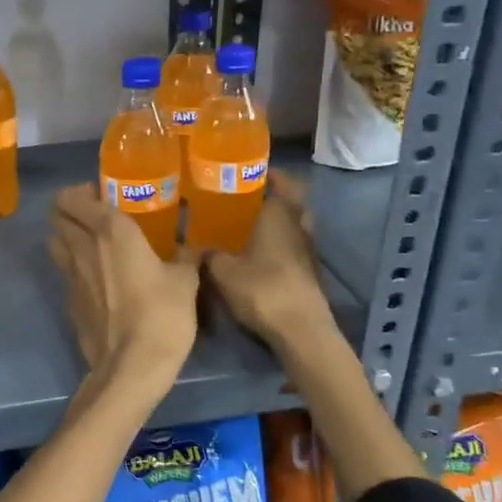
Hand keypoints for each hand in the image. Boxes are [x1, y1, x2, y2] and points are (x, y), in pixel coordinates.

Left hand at [49, 184, 197, 383]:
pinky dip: (74, 268)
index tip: (102, 195)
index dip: (81, 192)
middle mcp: (82, 246)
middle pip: (57, 216)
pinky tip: (97, 279)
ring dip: (67, 236)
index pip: (74, 197)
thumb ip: (186, 256)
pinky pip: (65, 273)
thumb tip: (193, 246)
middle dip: (70, 210)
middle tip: (96, 216)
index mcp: (110, 230)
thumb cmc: (162, 314)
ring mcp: (70, 276)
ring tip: (92, 244)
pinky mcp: (68, 302)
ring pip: (55, 242)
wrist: (130, 366)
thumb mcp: (185, 281)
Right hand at [203, 172, 337, 353]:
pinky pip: (293, 246)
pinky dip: (279, 243)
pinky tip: (257, 253)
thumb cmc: (262, 289)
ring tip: (247, 224)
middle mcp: (298, 225)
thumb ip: (208, 253)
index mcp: (279, 215)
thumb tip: (193, 243)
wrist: (300, 330)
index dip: (267, 173)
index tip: (246, 171)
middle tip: (245, 197)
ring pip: (294, 224)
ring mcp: (307, 250)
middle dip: (272, 196)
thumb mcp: (222, 270)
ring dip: (277, 221)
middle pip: (291, 201)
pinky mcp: (309, 272)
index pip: (281, 181)